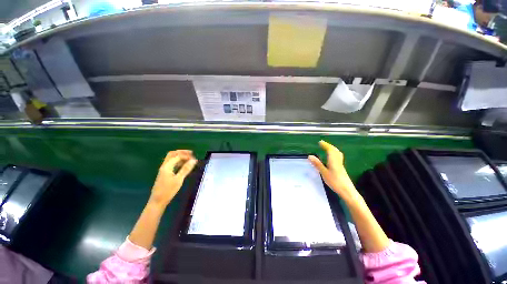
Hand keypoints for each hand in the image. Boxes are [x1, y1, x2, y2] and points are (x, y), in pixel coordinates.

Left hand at [149, 150, 196, 207]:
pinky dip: (178, 161)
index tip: (194, 159)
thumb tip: (194, 160)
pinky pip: (171, 163)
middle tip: (191, 153)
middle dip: (181, 152)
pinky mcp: (164, 173)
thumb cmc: (168, 190)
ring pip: (171, 158)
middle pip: (172, 154)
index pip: (177, 156)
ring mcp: (164, 169)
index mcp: (167, 166)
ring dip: (180, 156)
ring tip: (189, 158)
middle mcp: (164, 166)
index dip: (186, 156)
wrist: (158, 201)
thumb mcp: (179, 179)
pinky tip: (183, 165)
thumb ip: (186, 169)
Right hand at [308, 140, 360, 203]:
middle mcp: (338, 161)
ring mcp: (340, 165)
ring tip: (327, 149)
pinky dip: (334, 154)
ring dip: (332, 149)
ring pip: (337, 154)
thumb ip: (317, 164)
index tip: (320, 142)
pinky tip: (331, 158)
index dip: (325, 145)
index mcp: (333, 160)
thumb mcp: (324, 173)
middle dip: (329, 146)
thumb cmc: (335, 181)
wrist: (347, 191)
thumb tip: (310, 156)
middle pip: (335, 151)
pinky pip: (338, 157)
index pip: (330, 150)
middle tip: (323, 144)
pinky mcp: (341, 169)